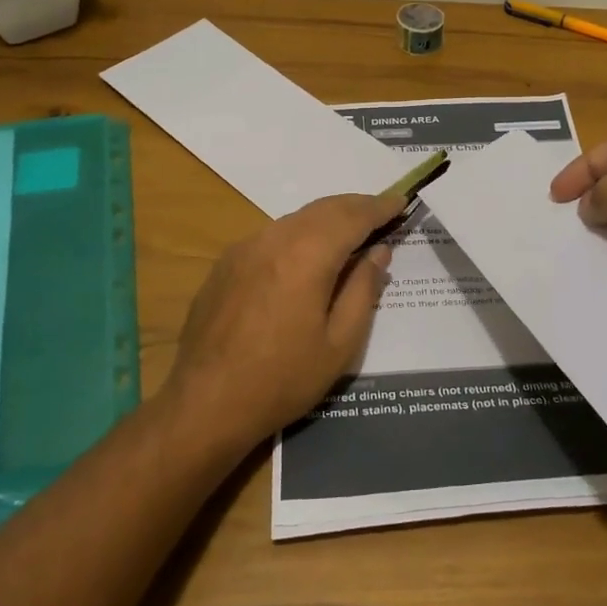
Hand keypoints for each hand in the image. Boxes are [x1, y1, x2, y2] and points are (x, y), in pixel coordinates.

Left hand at [162, 192, 402, 455]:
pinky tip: (306, 256)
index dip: (380, 208)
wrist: (205, 403)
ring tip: (350, 234)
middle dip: (355, 207)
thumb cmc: (282, 379)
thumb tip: (378, 252)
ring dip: (327, 219)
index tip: (401, 201)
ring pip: (295, 219)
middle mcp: (274, 239)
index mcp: (306, 256)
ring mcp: (244, 248)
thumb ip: (363, 290)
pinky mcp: (225, 264)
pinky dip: (299, 234)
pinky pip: (272, 235)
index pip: (353, 217)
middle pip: (323, 209)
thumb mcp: (339, 344)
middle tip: (382, 213)